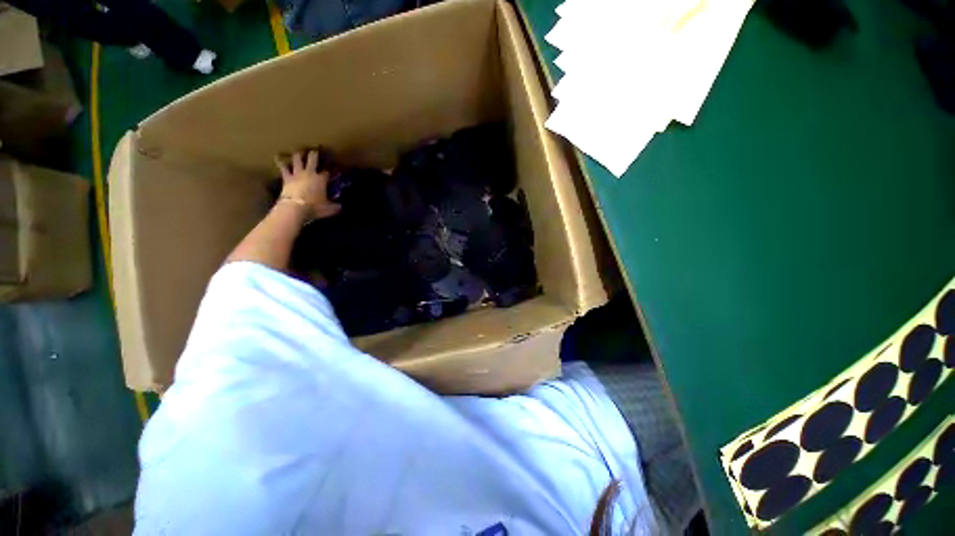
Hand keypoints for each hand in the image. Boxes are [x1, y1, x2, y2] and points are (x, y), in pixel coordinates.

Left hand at [274, 150, 340, 219]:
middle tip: (314, 150)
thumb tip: (340, 206)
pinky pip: (283, 168)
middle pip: (312, 159)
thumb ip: (335, 206)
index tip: (332, 169)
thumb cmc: (314, 207)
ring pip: (296, 160)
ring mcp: (297, 174)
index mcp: (321, 179)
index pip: (327, 172)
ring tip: (297, 152)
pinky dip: (280, 162)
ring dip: (297, 155)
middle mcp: (309, 173)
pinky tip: (277, 157)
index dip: (330, 170)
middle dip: (314, 154)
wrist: (295, 208)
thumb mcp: (329, 209)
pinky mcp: (286, 178)